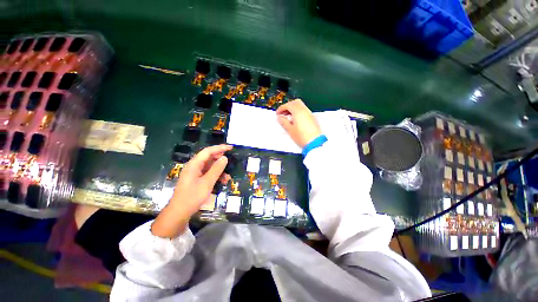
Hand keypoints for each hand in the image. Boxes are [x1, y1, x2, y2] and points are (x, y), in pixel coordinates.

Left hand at [151, 144, 232, 237]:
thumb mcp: (207, 183)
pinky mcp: (196, 180)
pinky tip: (222, 181)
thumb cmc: (192, 197)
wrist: (179, 213)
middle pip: (209, 158)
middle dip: (220, 159)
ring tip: (228, 176)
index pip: (208, 151)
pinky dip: (216, 176)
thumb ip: (216, 169)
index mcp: (194, 164)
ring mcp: (195, 173)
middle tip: (231, 161)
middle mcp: (194, 167)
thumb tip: (225, 158)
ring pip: (210, 166)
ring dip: (219, 170)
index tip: (231, 148)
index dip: (220, 148)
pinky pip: (208, 174)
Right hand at [276, 99, 321, 147]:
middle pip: (295, 102)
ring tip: (288, 117)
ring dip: (293, 109)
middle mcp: (304, 110)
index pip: (288, 105)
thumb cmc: (301, 136)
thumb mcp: (290, 130)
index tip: (277, 113)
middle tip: (283, 113)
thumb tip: (279, 117)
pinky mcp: (312, 118)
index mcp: (298, 111)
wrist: (315, 143)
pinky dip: (298, 112)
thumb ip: (283, 122)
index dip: (281, 108)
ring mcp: (309, 114)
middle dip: (288, 106)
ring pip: (300, 106)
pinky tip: (295, 120)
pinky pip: (304, 111)